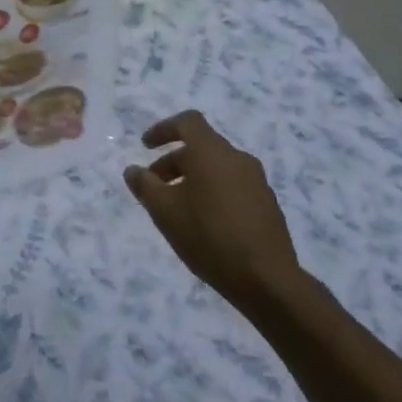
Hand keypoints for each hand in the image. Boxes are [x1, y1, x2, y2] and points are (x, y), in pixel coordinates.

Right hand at [124, 110, 299, 306]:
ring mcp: (257, 181)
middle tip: (154, 187)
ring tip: (178, 209)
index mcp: (212, 152)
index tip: (145, 146)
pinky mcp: (268, 204)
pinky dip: (213, 192)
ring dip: (193, 179)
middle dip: (173, 162)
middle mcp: (237, 158)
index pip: (188, 122)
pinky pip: (233, 186)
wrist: (267, 279)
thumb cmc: (209, 236)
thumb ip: (145, 186)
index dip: (163, 129)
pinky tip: (205, 223)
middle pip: (201, 147)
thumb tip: (132, 170)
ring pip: (217, 168)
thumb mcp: (165, 212)